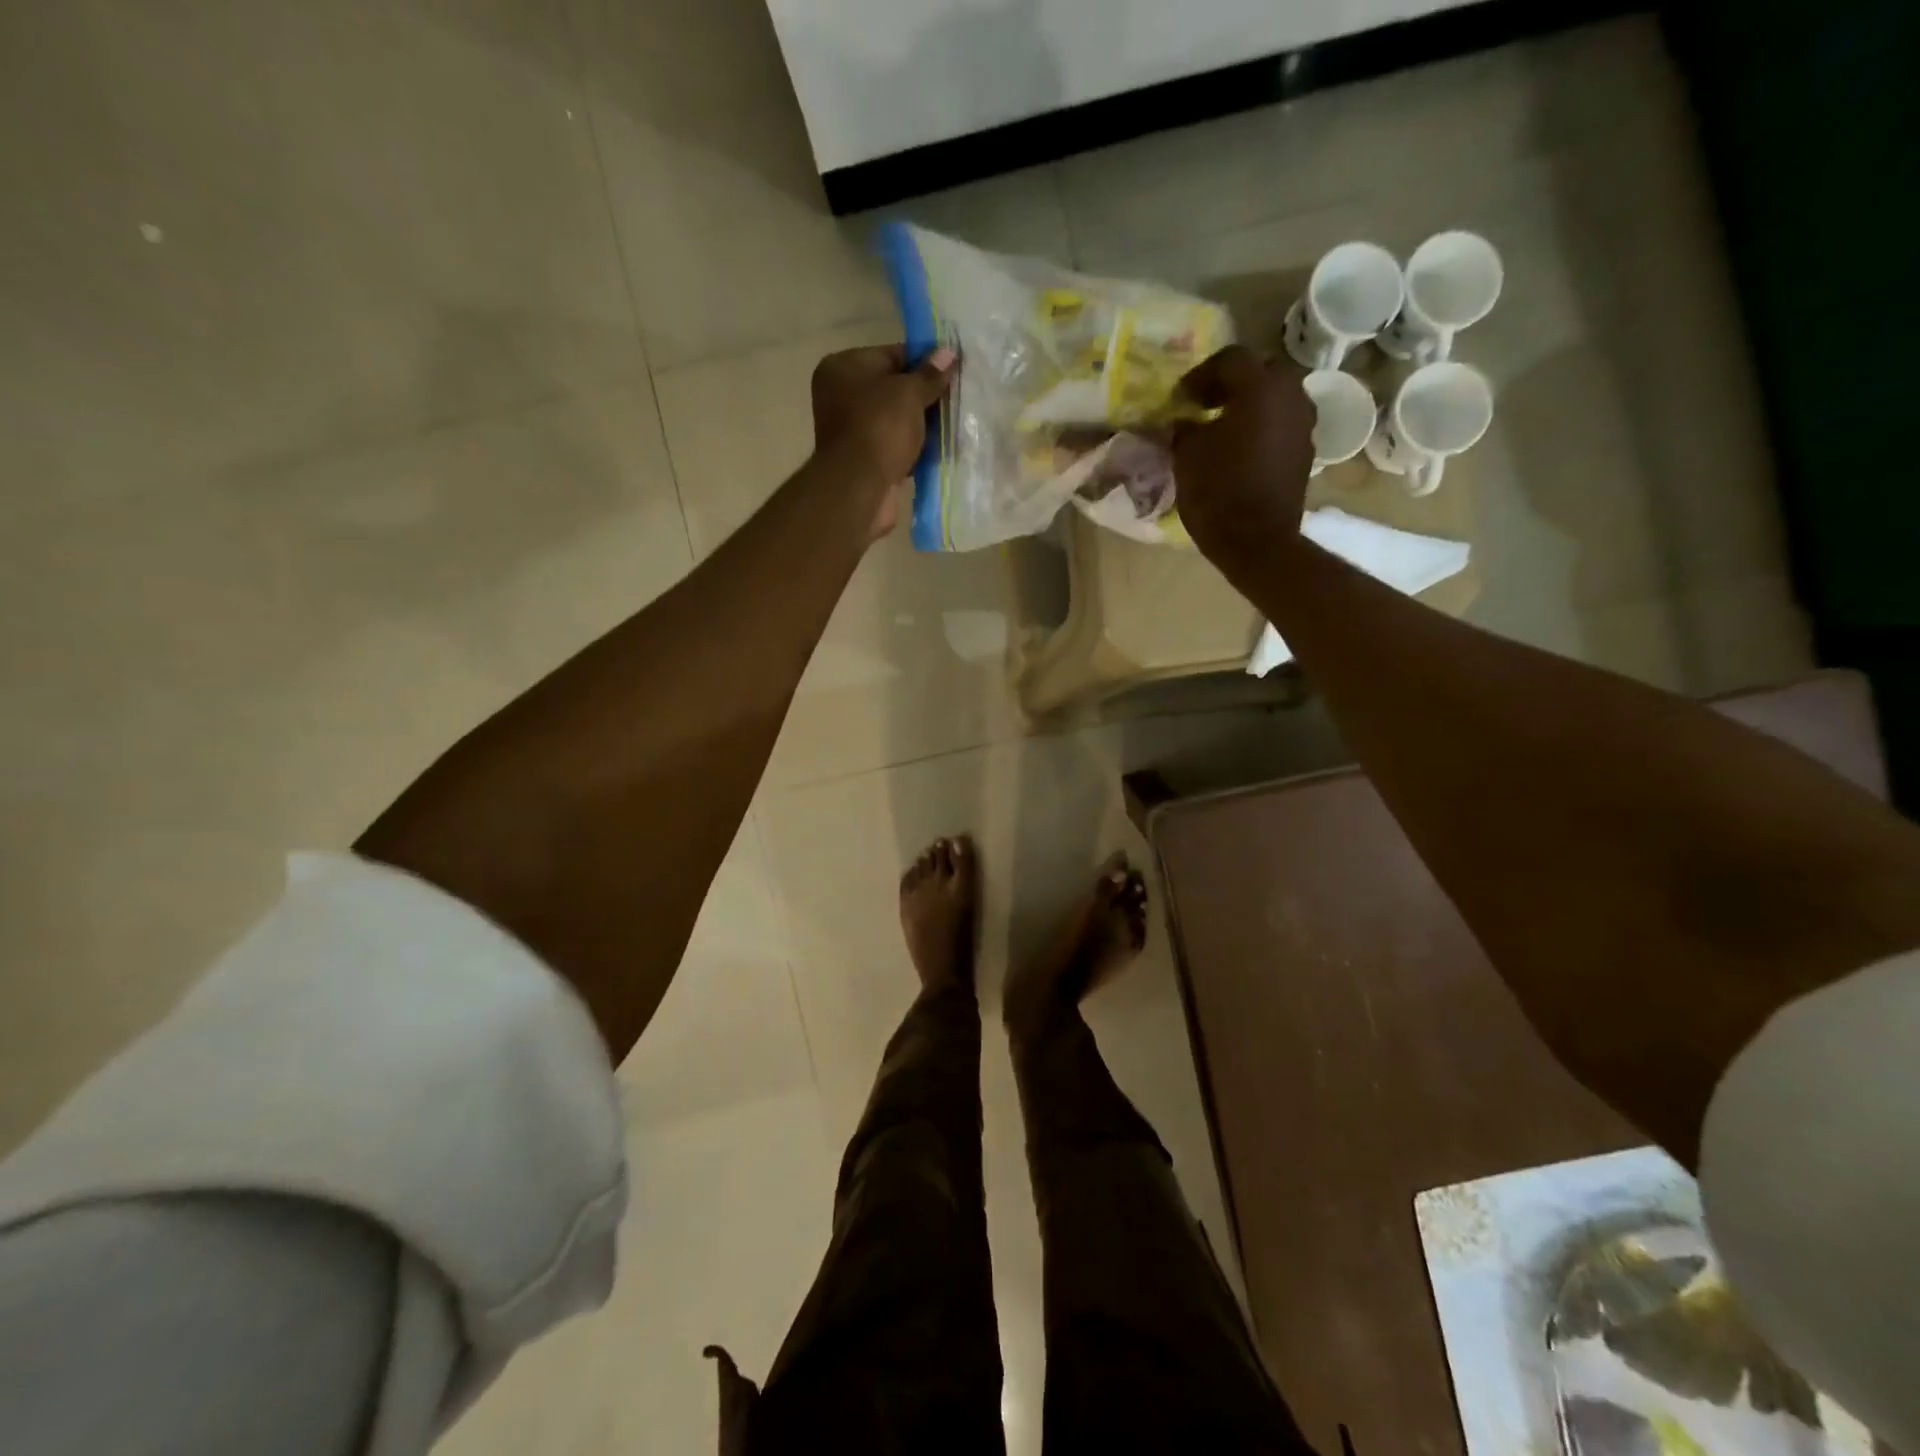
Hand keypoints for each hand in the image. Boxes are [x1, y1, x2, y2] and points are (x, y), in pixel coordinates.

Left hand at [810, 344, 955, 538]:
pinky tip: (937, 449)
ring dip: (921, 424)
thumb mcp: (910, 393)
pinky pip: (894, 445)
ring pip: (896, 419)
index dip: (924, 362)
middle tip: (955, 398)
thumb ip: (930, 374)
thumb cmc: (880, 428)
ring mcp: (851, 430)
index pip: (891, 354)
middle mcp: (842, 395)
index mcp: (844, 367)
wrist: (859, 488)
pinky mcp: (863, 459)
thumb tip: (948, 353)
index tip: (951, 371)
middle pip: (893, 388)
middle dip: (924, 395)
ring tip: (952, 423)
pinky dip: (913, 447)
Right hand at [1171, 346, 1315, 565]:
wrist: (1257, 541)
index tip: (1181, 397)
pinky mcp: (1305, 451)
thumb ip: (1185, 429)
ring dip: (1250, 405)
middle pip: (1261, 372)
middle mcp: (1291, 396)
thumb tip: (1185, 421)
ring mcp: (1304, 424)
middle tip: (1204, 404)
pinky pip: (1282, 424)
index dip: (1201, 375)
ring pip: (1276, 398)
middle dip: (1232, 384)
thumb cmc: (1218, 493)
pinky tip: (1240, 448)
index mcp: (1260, 388)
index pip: (1231, 359)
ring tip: (1222, 427)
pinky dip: (1262, 427)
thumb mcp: (1187, 456)